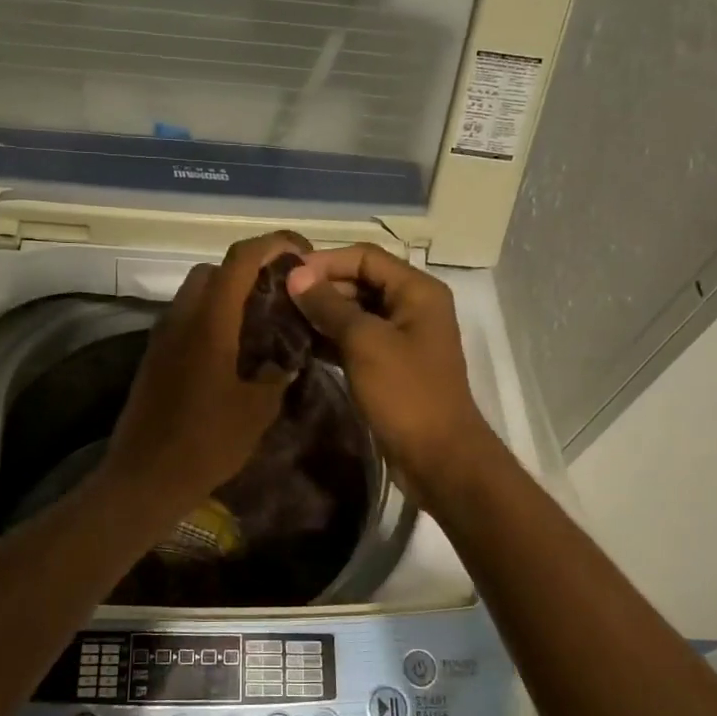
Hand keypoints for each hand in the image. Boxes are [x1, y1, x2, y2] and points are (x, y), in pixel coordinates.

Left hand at [100, 232, 308, 518]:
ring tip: (259, 323)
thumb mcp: (256, 411)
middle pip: (214, 270)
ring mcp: (162, 337)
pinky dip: (210, 319)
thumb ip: (276, 376)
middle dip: (248, 270)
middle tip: (278, 293)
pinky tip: (232, 352)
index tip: (301, 252)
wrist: (145, 477)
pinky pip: (185, 319)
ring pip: (196, 294)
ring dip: (226, 295)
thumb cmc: (206, 442)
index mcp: (210, 322)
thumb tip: (285, 361)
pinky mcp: (154, 357)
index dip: (273, 244)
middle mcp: (181, 318)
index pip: (240, 260)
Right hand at [286, 244, 495, 501]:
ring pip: (356, 314)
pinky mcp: (391, 367)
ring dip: (322, 315)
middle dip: (321, 288)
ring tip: (282, 321)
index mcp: (416, 291)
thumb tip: (295, 275)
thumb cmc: (405, 393)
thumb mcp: (364, 343)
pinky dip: (331, 340)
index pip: (365, 257)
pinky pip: (357, 341)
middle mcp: (412, 307)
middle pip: (361, 282)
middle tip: (278, 300)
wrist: (438, 458)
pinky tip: (301, 346)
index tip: (286, 276)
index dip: (325, 261)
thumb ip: (329, 306)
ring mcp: (403, 339)